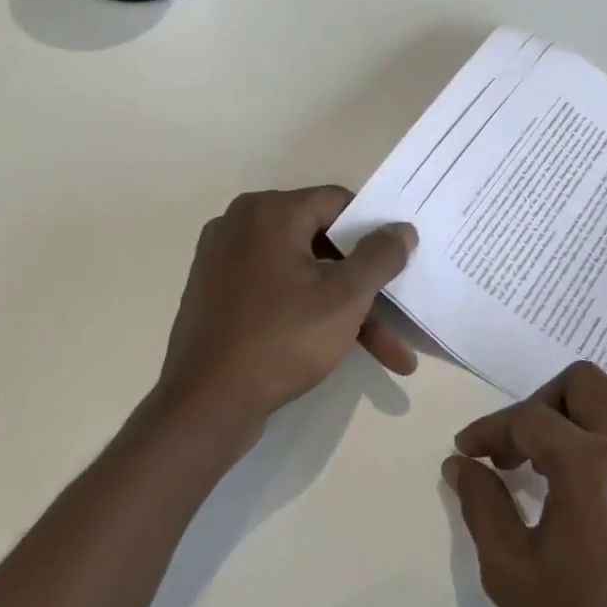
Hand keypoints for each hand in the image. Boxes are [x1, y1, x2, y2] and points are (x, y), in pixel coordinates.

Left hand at [158, 187, 417, 423]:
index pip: (338, 203)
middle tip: (400, 320)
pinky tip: (340, 348)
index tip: (400, 264)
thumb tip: (401, 228)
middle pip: (323, 244)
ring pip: (304, 276)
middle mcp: (241, 226)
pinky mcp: (219, 297)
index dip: (375, 232)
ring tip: (389, 356)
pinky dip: (311, 314)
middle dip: (367, 288)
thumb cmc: (282, 339)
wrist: (206, 404)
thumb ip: (380, 256)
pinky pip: (278, 293)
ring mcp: (225, 263)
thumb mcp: (346, 297)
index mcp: (268, 212)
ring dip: (347, 310)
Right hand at [446, 361, 606, 606]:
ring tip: (562, 451)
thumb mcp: (511, 572)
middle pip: (583, 382)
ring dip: (586, 407)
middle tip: (518, 449)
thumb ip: (482, 505)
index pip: (529, 418)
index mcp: (593, 466)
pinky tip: (603, 483)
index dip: (490, 429)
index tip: (469, 450)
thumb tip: (462, 464)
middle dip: (540, 405)